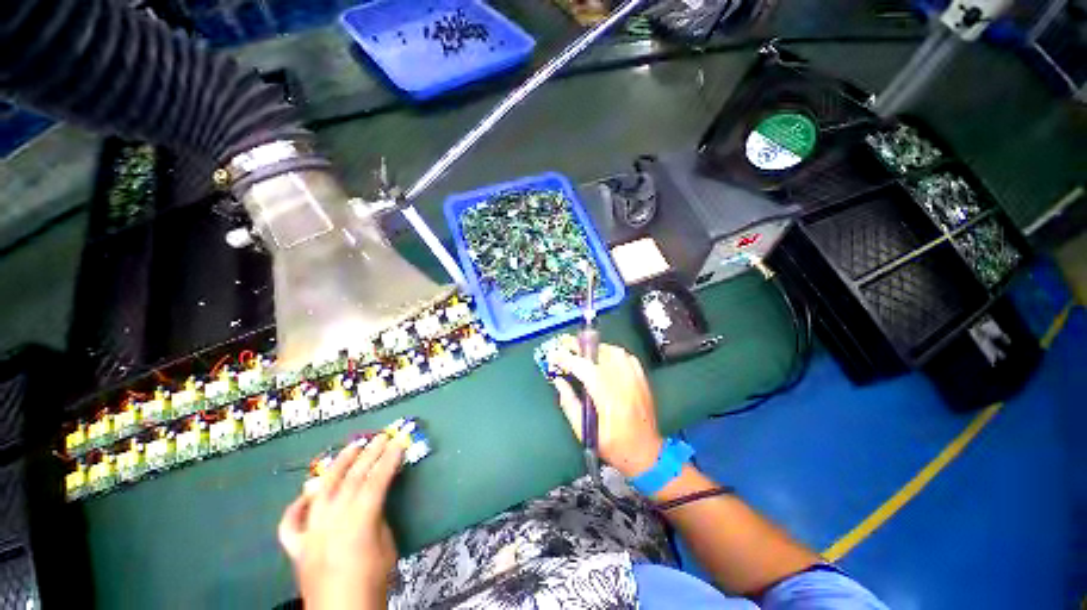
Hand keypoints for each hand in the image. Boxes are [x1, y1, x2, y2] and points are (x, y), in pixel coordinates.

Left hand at [278, 434, 404, 609]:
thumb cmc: (373, 580)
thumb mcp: (387, 544)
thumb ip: (378, 516)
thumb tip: (374, 499)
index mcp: (358, 520)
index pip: (377, 479)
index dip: (390, 458)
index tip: (400, 441)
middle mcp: (331, 520)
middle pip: (352, 478)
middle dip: (369, 454)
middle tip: (381, 436)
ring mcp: (310, 532)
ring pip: (321, 491)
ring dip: (337, 466)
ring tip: (351, 447)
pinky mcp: (296, 547)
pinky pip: (291, 523)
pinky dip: (297, 506)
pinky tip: (306, 493)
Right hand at [550, 338, 663, 478]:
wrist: (647, 454)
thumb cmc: (614, 447)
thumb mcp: (585, 433)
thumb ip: (569, 404)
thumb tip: (558, 382)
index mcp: (608, 399)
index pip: (585, 369)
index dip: (567, 358)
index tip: (554, 354)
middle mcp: (624, 385)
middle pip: (600, 354)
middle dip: (579, 347)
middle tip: (565, 345)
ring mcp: (635, 380)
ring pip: (614, 352)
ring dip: (596, 349)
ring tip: (583, 353)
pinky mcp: (642, 380)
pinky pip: (627, 357)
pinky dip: (613, 353)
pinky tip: (605, 358)